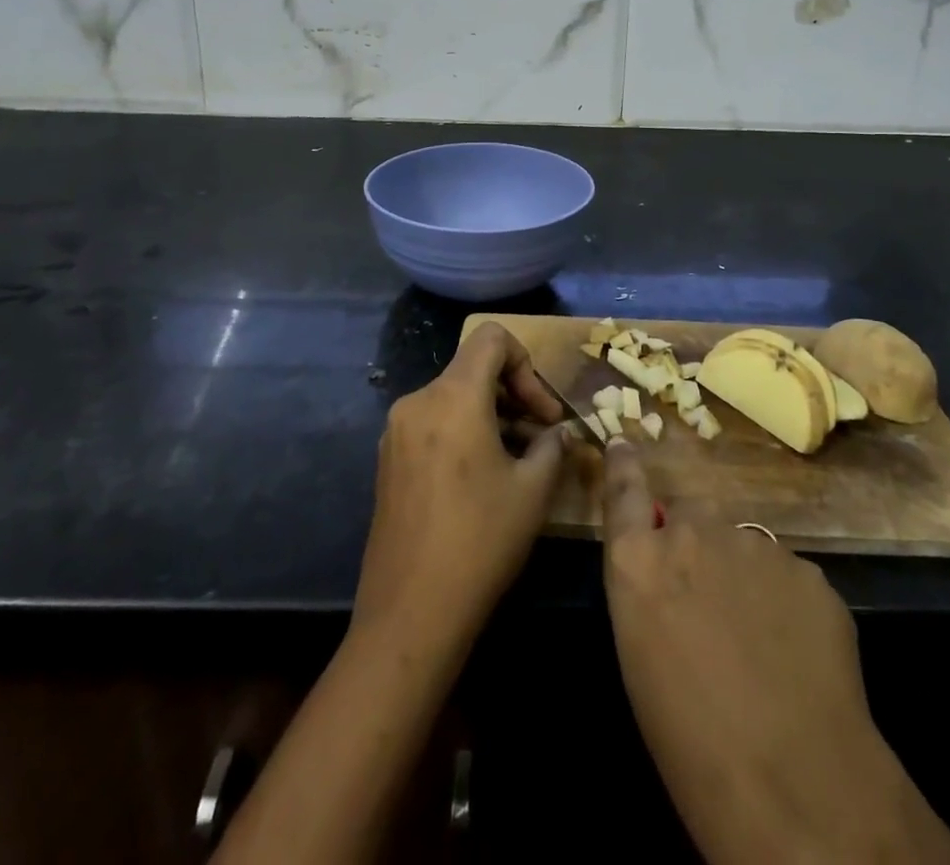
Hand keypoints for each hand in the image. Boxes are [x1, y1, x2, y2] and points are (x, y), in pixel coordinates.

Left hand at [354, 322, 571, 654]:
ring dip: (493, 415)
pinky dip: (466, 431)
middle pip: (474, 368)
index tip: (543, 411)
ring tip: (522, 460)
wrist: (410, 612)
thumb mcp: (533, 490)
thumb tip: (559, 432)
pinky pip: (436, 422)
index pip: (492, 338)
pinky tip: (486, 476)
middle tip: (544, 436)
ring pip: (455, 397)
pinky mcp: (389, 458)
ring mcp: (397, 430)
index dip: (526, 362)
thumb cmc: (480, 540)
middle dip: (515, 393)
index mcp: (453, 396)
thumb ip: (552, 445)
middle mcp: (418, 401)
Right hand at [601, 440, 949, 864]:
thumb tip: (668, 578)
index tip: (624, 442)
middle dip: (695, 542)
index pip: (623, 490)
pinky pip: (786, 575)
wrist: (793, 779)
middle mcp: (693, 534)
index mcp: (640, 560)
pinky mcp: (808, 568)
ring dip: (742, 575)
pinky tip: (796, 653)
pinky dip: (785, 603)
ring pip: (742, 545)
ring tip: (758, 639)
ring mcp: (755, 544)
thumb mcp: (641, 658)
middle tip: (708, 598)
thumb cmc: (689, 741)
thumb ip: (649, 591)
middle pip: (690, 514)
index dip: (624, 464)